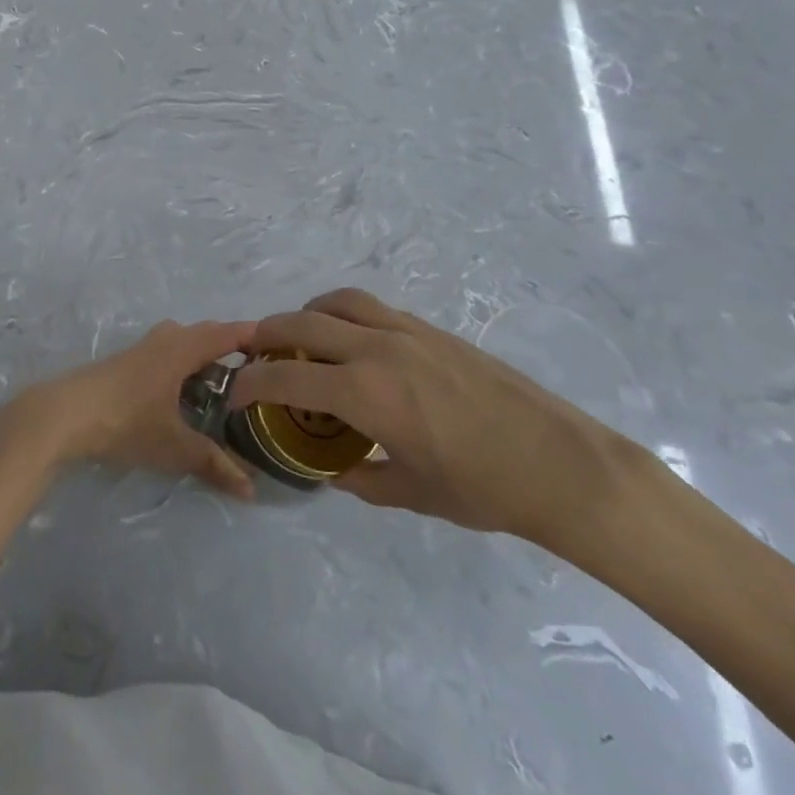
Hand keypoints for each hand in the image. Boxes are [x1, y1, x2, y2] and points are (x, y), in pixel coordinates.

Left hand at [0, 320, 255, 497]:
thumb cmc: (125, 421)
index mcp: (182, 348)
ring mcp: (141, 348)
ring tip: (223, 388)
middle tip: (257, 375)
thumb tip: (251, 490)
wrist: (62, 414)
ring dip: (203, 358)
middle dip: (231, 349)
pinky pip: (166, 354)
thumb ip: (213, 464)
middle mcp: (164, 339)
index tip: (281, 347)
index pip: (227, 332)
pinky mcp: (124, 363)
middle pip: (205, 335)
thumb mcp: (174, 446)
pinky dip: (183, 366)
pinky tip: (183, 395)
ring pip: (182, 344)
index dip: (254, 336)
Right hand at [230, 289, 629, 542]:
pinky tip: (353, 341)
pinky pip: (372, 307)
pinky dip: (344, 313)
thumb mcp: (411, 493)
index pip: (285, 379)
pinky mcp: (430, 328)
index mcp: (365, 394)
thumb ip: (360, 478)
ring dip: (307, 314)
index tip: (235, 394)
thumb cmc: (483, 488)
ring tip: (301, 336)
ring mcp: (405, 331)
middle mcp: (376, 349)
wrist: (560, 463)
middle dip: (266, 335)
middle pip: (301, 323)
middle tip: (253, 353)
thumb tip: (331, 469)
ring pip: (337, 302)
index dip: (250, 384)